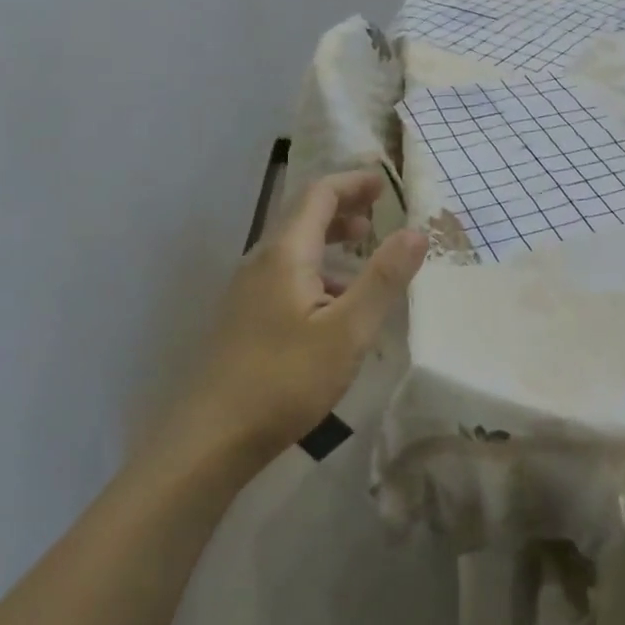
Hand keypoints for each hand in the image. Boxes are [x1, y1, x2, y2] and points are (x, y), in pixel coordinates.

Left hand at [161, 171, 426, 472]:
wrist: (208, 442)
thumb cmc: (284, 380)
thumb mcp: (348, 330)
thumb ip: (384, 278)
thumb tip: (417, 231)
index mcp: (285, 254)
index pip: (319, 195)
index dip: (353, 183)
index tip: (383, 182)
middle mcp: (261, 263)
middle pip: (303, 218)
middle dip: (343, 208)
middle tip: (379, 213)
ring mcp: (247, 293)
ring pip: (294, 250)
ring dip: (331, 242)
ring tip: (364, 256)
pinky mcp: (243, 321)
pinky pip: (285, 277)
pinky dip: (317, 272)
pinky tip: (335, 307)